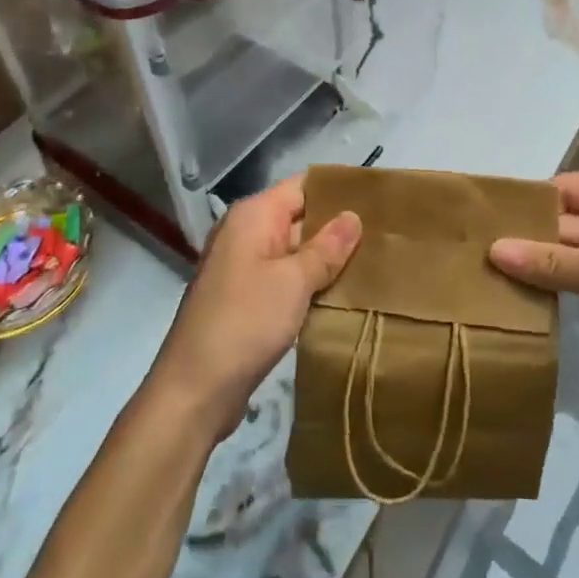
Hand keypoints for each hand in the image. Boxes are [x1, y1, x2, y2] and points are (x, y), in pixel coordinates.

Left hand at [148, 177, 361, 442]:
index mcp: (253, 216)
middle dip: (337, 226)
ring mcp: (243, 267)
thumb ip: (326, 247)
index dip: (339, 190)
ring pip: (295, 251)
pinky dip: (310, 284)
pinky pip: (285, 278)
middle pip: (300, 216)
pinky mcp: (246, 299)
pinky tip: (343, 295)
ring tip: (374, 263)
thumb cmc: (244, 323)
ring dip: (326, 259)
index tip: (378, 200)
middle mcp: (245, 233)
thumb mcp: (293, 281)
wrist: (194, 391)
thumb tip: (353, 217)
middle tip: (384, 235)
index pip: (303, 186)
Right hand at [488, 172, 578, 420]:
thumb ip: (551, 262)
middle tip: (473, 252)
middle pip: (565, 222)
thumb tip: (493, 250)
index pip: (566, 189)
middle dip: (527, 237)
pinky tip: (517, 295)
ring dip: (537, 265)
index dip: (527, 203)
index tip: (482, 219)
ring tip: (485, 273)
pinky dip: (554, 287)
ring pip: (568, 254)